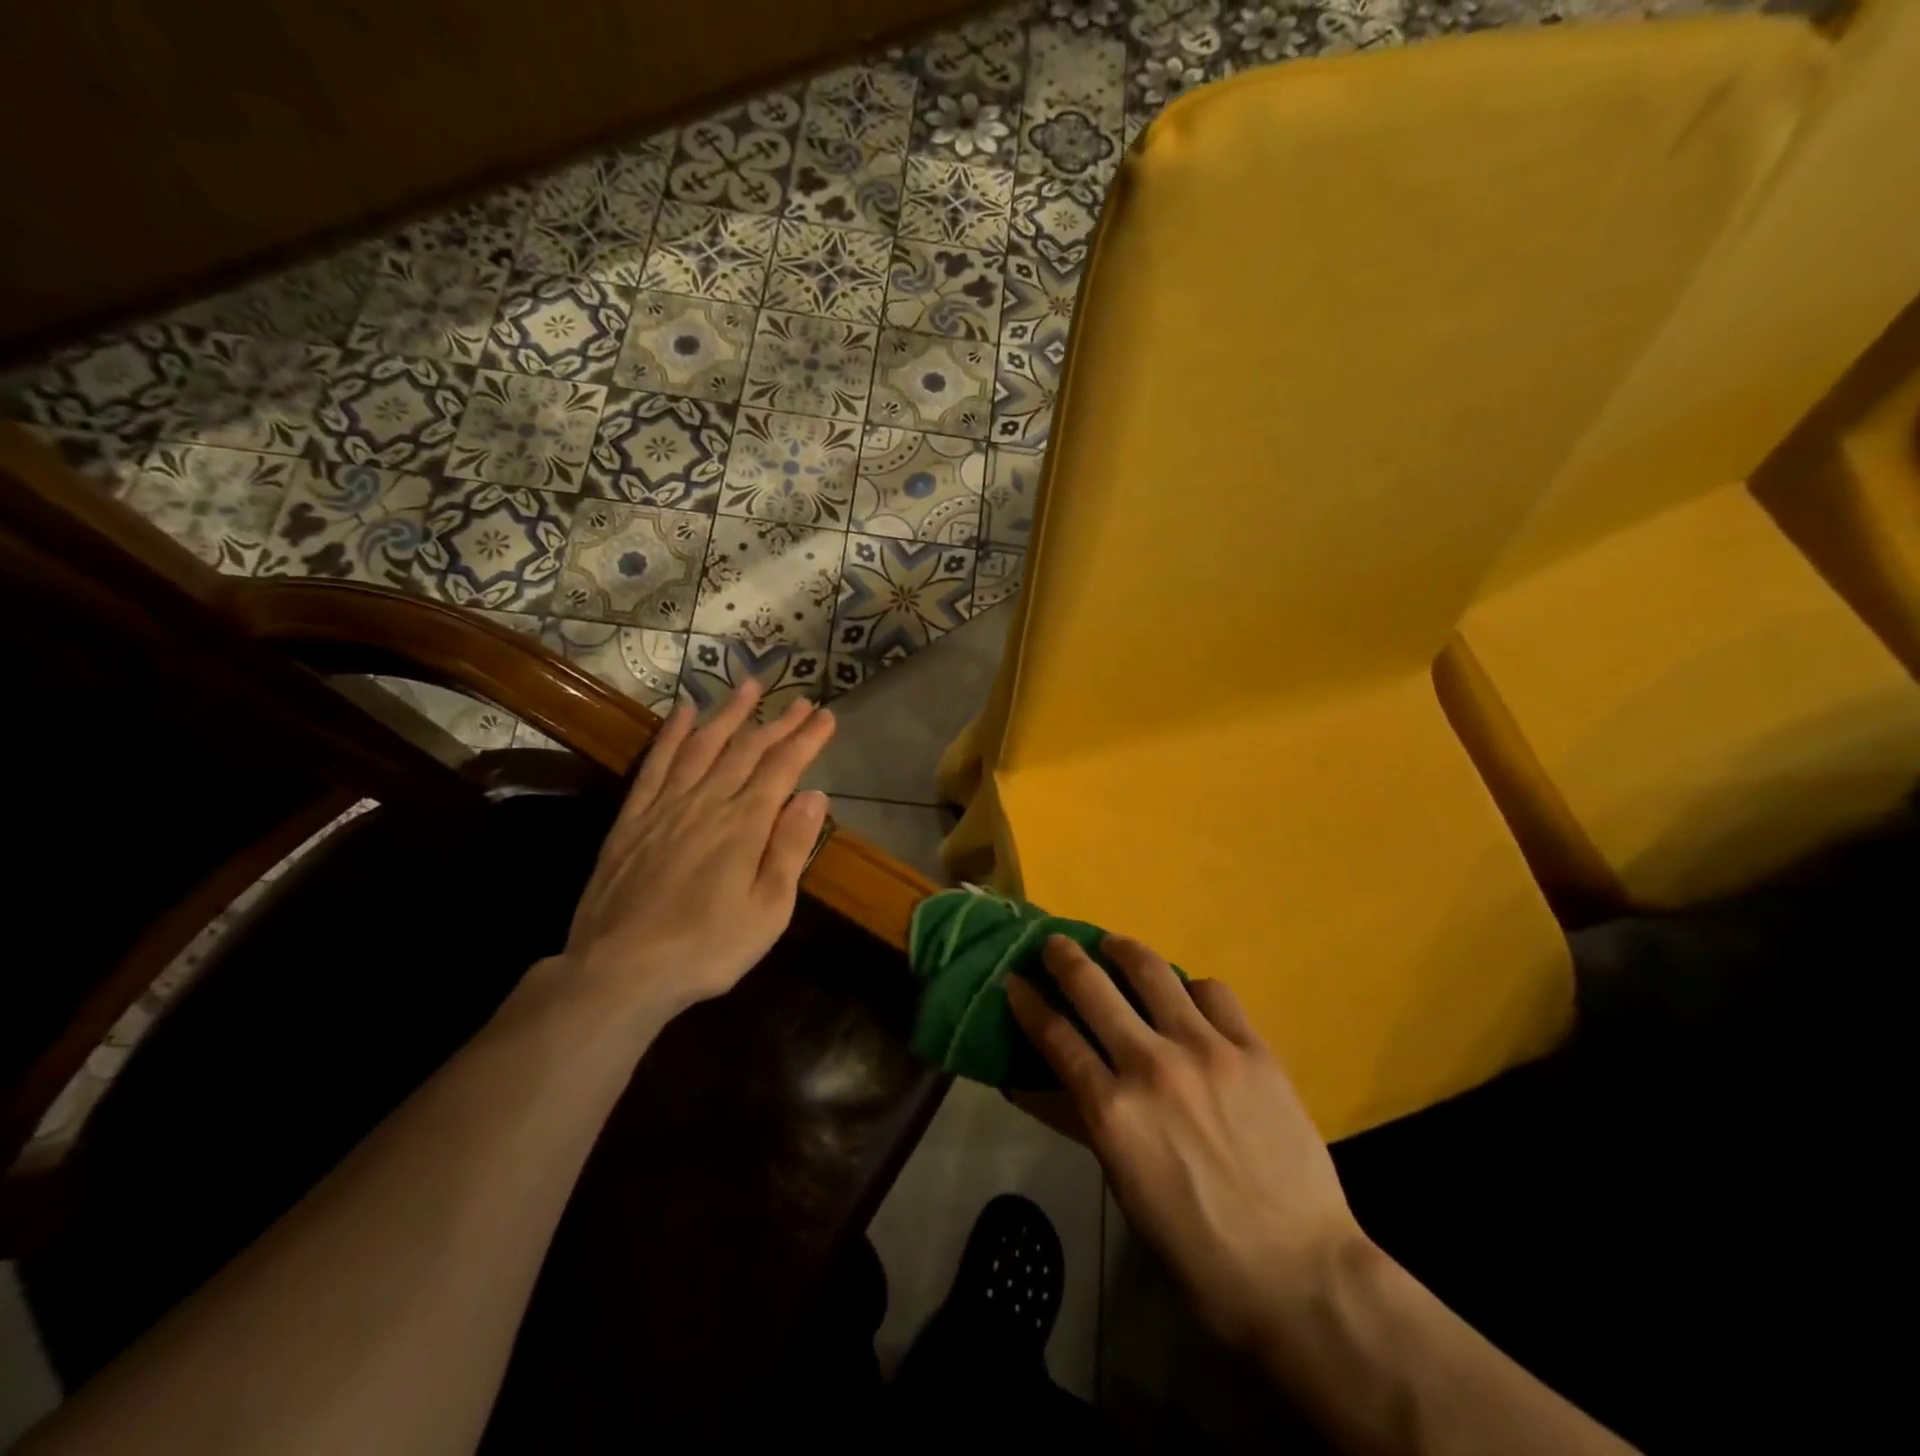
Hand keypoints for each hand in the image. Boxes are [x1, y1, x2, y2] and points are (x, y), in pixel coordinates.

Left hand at [554, 682, 833, 1026]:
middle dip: (777, 722)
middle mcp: (707, 802)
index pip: (782, 769)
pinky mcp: (633, 818)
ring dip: (728, 713)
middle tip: (800, 700)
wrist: (620, 970)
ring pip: (703, 745)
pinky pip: (656, 763)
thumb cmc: (708, 948)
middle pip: (747, 750)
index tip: (826, 716)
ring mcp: (666, 806)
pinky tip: (682, 713)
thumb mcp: (768, 910)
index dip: (806, 740)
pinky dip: (672, 734)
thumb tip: (815, 796)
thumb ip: (790, 848)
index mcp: (744, 825)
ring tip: (749, 686)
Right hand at [1007, 936, 1363, 1351]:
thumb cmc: (1195, 1246)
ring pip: (1152, 971)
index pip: (1055, 1035)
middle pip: (1093, 987)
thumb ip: (1081, 1122)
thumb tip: (1032, 1085)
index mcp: (1112, 1110)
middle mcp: (1151, 1065)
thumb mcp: (1122, 1185)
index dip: (1028, 1001)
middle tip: (1055, 944)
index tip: (1014, 981)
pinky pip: (1213, 992)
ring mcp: (1206, 1050)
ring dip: (1122, 950)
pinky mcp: (1253, 1049)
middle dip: (1063, 958)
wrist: (1298, 1273)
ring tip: (1113, 944)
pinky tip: (1187, 996)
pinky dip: (1190, 987)